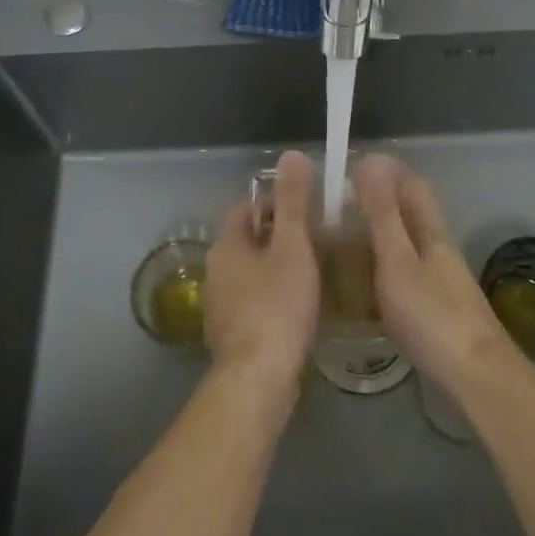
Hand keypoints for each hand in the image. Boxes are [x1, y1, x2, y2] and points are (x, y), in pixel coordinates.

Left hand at [203, 151, 320, 399]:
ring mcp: (221, 306)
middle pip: (249, 240)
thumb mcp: (293, 247)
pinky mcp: (233, 335)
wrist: (258, 381)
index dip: (276, 201)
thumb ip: (293, 202)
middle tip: (317, 236)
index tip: (307, 206)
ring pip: (252, 272)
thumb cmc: (277, 306)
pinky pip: (255, 301)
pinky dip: (275, 295)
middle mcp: (216, 271)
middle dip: (280, 234)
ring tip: (314, 269)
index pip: (247, 207)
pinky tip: (300, 306)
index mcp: (226, 245)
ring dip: (278, 266)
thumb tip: (290, 154)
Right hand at [354, 154, 522, 397]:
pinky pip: (405, 276)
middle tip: (335, 209)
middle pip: (410, 213)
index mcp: (431, 231)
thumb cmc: (433, 317)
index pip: (411, 184)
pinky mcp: (438, 312)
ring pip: (406, 245)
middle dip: (377, 203)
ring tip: (341, 243)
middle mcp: (438, 250)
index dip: (385, 170)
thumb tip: (371, 161)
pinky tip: (362, 289)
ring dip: (379, 237)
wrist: (478, 381)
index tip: (350, 167)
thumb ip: (383, 215)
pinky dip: (382, 271)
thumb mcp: (398, 261)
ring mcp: (441, 282)